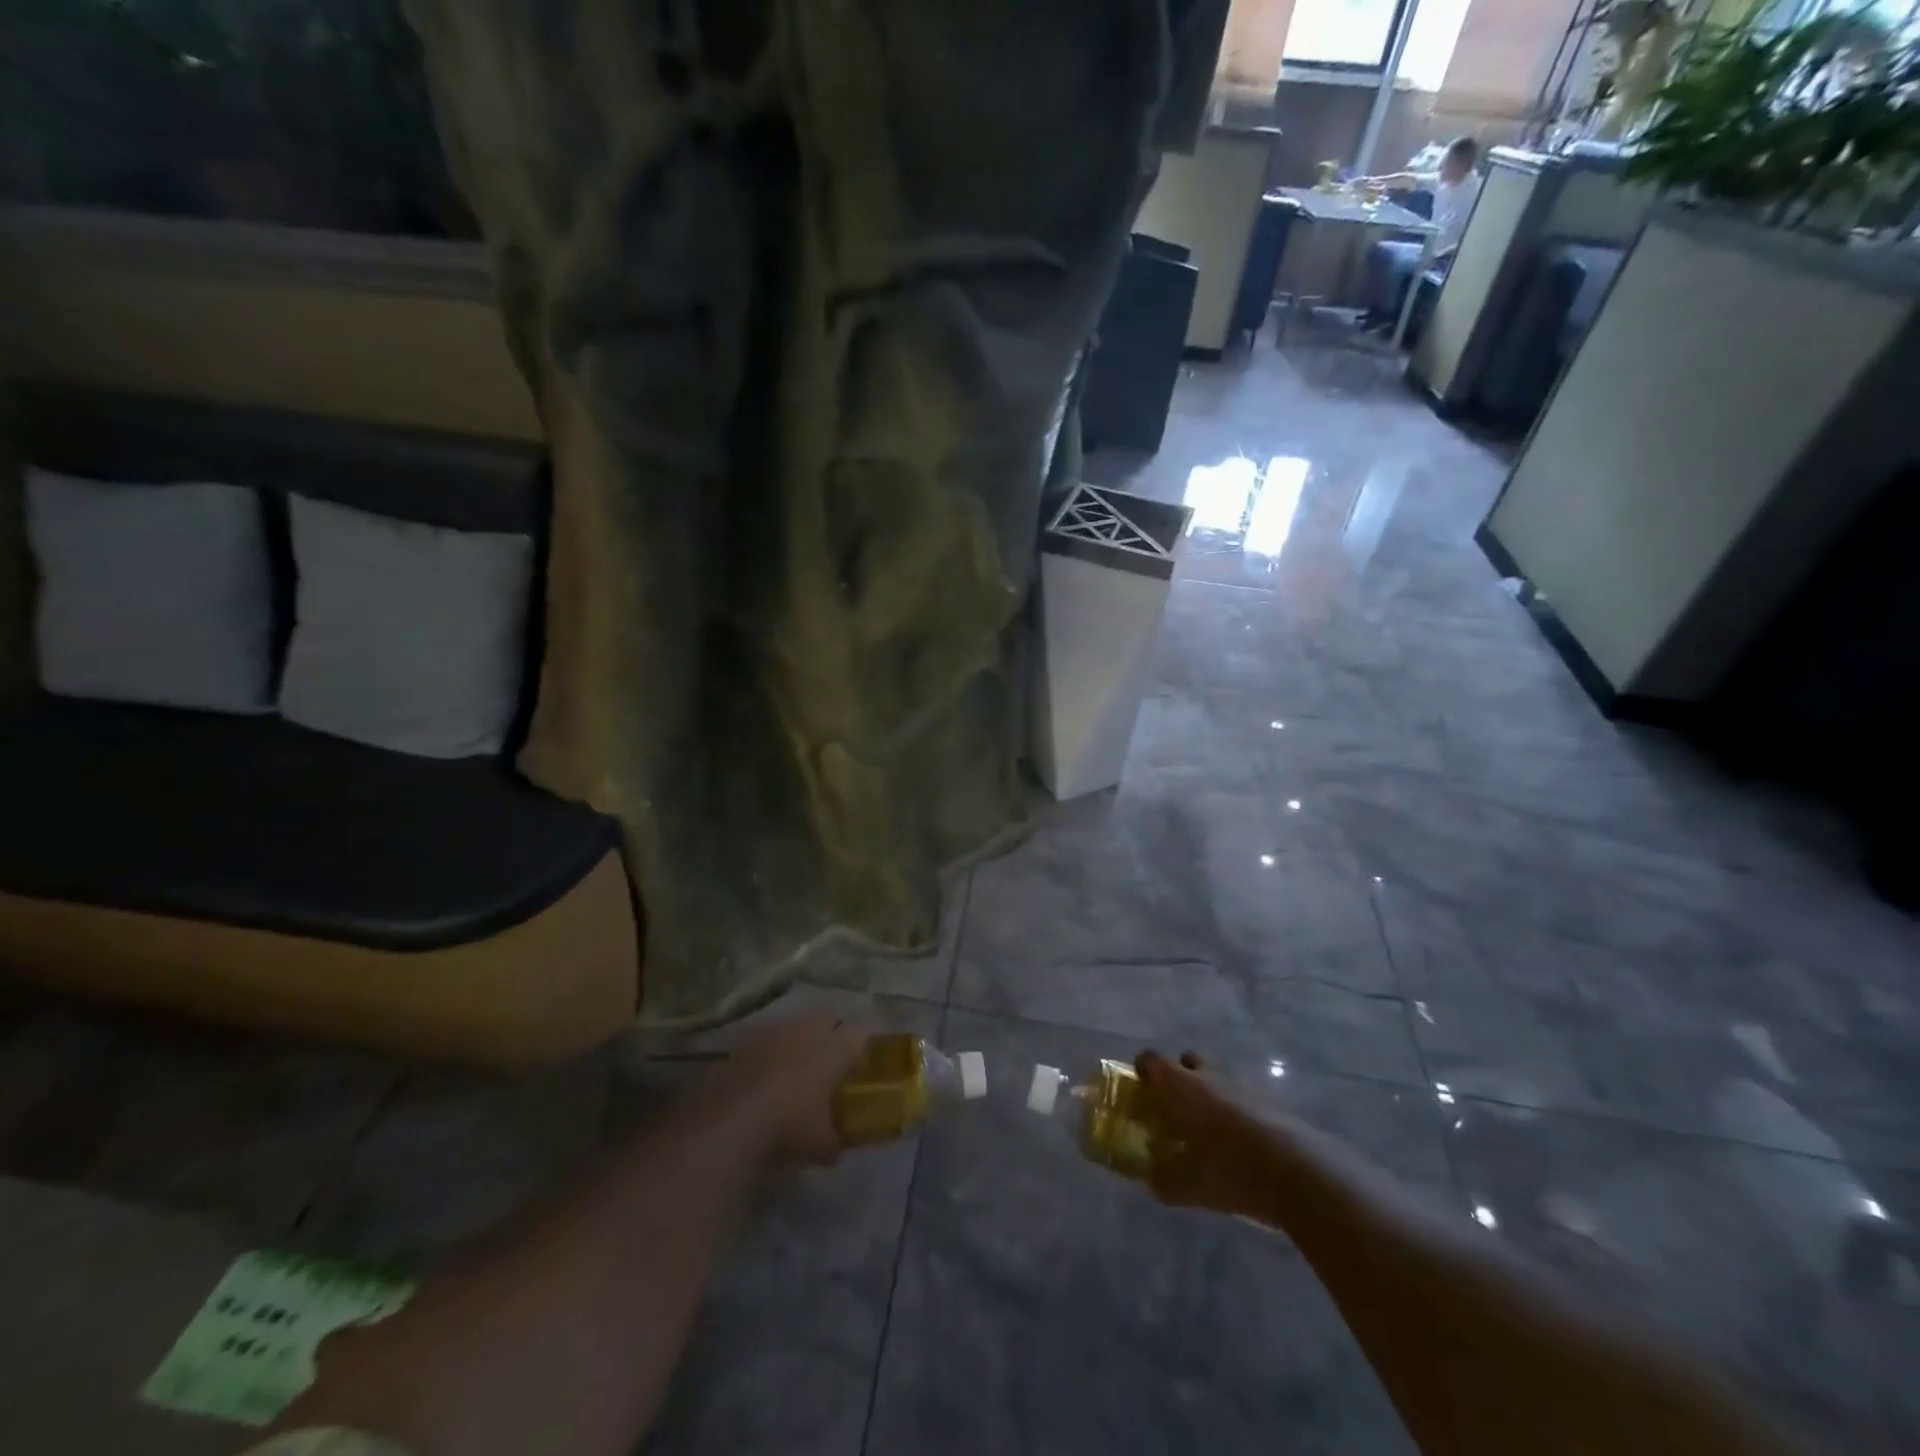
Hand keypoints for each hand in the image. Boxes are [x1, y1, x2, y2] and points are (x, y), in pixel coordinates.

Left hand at [711, 1011, 870, 1165]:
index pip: (861, 1031)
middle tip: (828, 1060)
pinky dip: (768, 1050)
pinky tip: (762, 1073)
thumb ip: (835, 1140)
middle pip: (828, 1017)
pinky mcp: (744, 1038)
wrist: (731, 1121)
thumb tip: (837, 1146)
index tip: (860, 1059)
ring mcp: (774, 1030)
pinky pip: (765, 1036)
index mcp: (834, 1049)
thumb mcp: (821, 1145)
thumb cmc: (789, 1127)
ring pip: (795, 1023)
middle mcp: (807, 1029)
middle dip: (831, 1032)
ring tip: (792, 1066)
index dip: (863, 1043)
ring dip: (797, 1039)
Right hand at [1136, 1051, 1275, 1218]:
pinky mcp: (1269, 1098)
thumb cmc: (1230, 1170)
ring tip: (1210, 1125)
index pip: (1152, 1059)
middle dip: (1180, 1075)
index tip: (1141, 1090)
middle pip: (1187, 1059)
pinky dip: (1236, 1106)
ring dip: (1210, 1089)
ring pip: (1218, 1074)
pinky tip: (1240, 1139)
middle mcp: (1208, 1074)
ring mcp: (1242, 1082)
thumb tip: (1150, 1181)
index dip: (1143, 1070)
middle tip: (1177, 1105)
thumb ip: (1164, 1181)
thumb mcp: (1190, 1186)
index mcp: (1180, 1085)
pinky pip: (1243, 1092)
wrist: (1296, 1171)